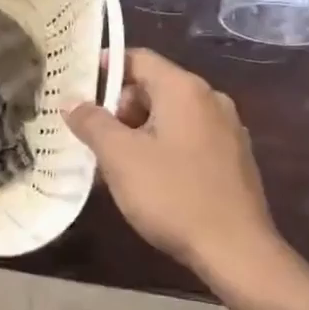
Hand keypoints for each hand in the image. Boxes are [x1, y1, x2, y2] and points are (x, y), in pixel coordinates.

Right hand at [65, 49, 281, 281]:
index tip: (78, 85)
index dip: (105, 66)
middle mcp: (210, 99)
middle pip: (154, 87)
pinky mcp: (233, 158)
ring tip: (114, 164)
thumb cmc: (173, 195)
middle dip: (119, 107)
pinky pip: (188, 138)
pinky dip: (162, 147)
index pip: (138, 58)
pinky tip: (147, 180)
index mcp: (184, 89)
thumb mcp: (120, 157)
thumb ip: (92, 123)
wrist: (237, 251)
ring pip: (170, 115)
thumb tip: (71, 101)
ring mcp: (227, 129)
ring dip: (138, 131)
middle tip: (94, 137)